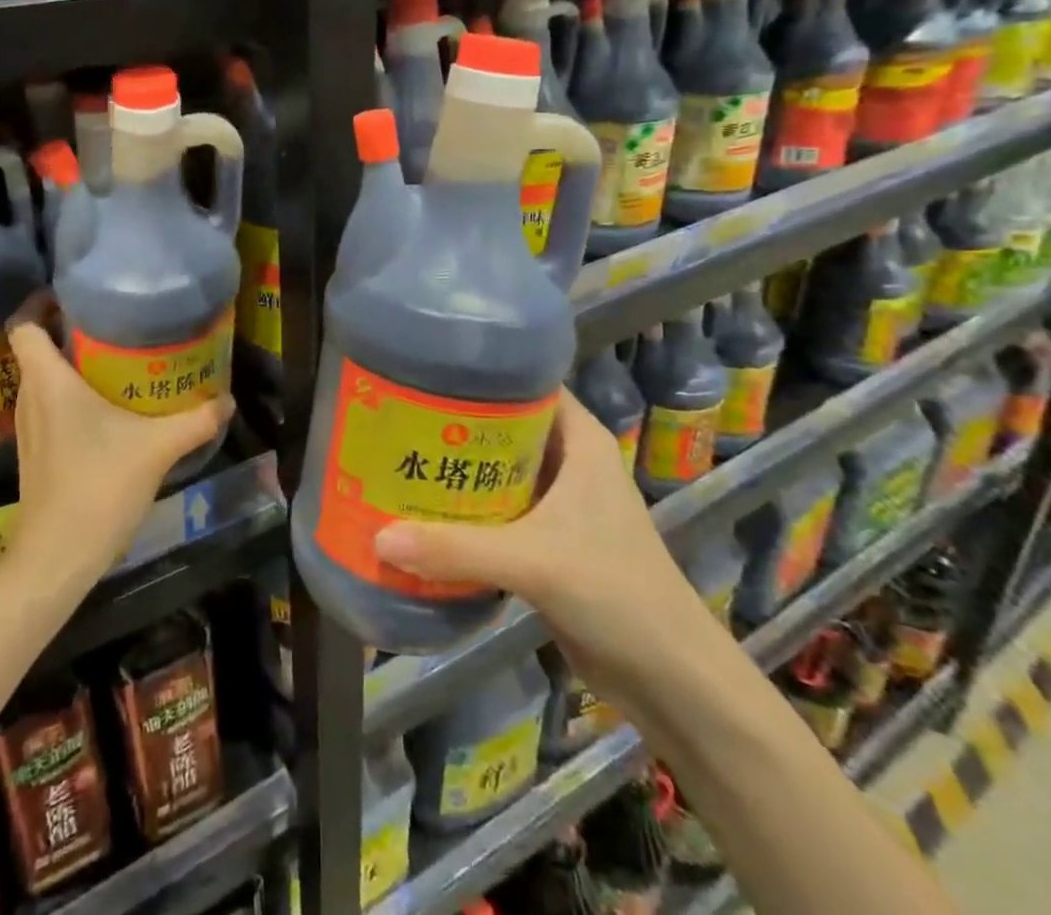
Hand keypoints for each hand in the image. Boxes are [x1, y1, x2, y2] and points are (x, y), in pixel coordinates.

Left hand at [5, 292, 230, 587]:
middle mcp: (31, 396)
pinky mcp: (37, 451)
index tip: (75, 294)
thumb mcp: (156, 448)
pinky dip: (72, 394)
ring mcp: (30, 427)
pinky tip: (110, 408)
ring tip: (118, 357)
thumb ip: (196, 420)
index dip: (41, 301)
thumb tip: (227, 400)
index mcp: (49, 381)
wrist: (56, 558)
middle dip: (71, 328)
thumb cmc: (98, 488)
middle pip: (38, 347)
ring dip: (73, 363)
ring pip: (44, 377)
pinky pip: (50, 405)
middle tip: (115, 321)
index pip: (24, 324)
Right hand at [372, 388, 714, 689]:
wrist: (672, 681)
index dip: (481, 372)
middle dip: (455, 421)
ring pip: (499, 469)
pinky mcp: (548, 542)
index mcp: (580, 441)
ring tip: (400, 455)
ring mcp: (559, 504)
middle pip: (505, 425)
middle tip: (398, 414)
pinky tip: (424, 510)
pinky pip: (498, 510)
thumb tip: (378, 539)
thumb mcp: (534, 562)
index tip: (426, 369)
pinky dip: (466, 508)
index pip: (527, 383)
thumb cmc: (617, 593)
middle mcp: (569, 462)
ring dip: (457, 468)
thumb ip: (456, 549)